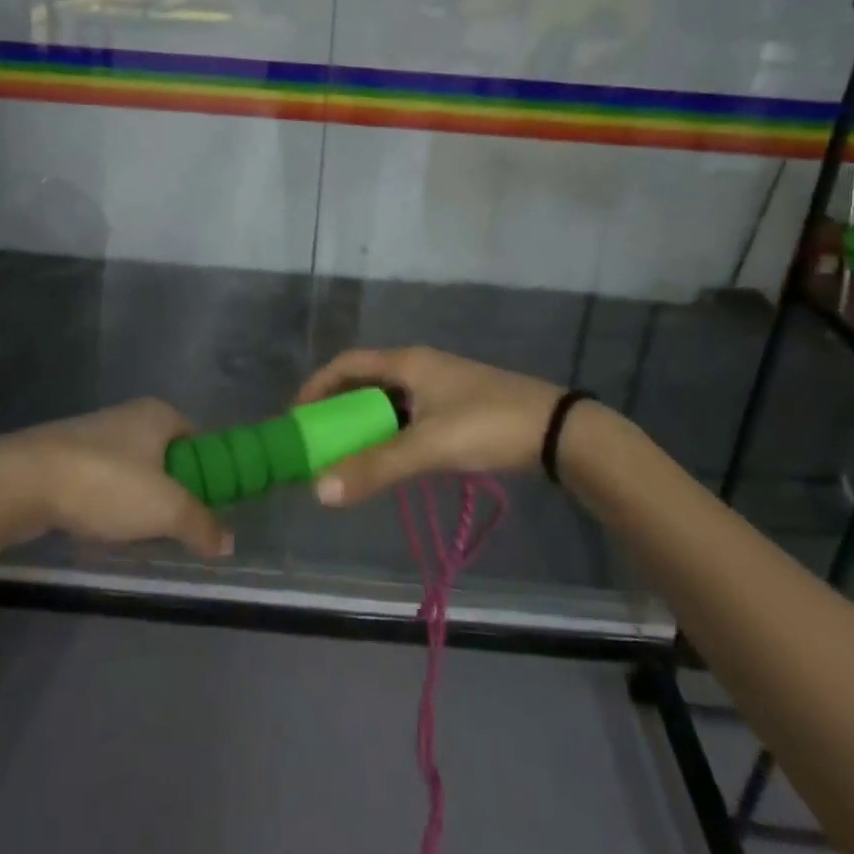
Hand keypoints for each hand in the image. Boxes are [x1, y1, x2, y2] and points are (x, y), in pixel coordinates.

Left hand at [0, 399, 232, 558]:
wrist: (21, 481)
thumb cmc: (105, 483)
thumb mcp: (166, 509)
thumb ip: (201, 525)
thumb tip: (227, 543)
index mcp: (159, 414)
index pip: (199, 439)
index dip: (208, 471)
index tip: (207, 506)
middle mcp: (128, 416)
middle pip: (166, 456)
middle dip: (171, 491)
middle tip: (174, 526)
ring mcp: (92, 435)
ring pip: (132, 471)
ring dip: (138, 501)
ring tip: (136, 534)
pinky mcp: (63, 458)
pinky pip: (100, 482)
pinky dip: (106, 504)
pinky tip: (100, 530)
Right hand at [295, 347, 577, 505]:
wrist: (557, 431)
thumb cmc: (488, 425)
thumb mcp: (428, 447)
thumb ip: (375, 468)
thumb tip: (319, 490)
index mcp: (407, 363)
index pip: (346, 364)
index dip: (317, 387)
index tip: (296, 419)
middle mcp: (419, 366)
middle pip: (364, 381)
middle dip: (337, 408)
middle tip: (317, 442)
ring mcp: (439, 385)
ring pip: (387, 400)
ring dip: (363, 423)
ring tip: (345, 455)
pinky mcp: (456, 406)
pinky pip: (407, 414)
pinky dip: (388, 432)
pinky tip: (387, 458)